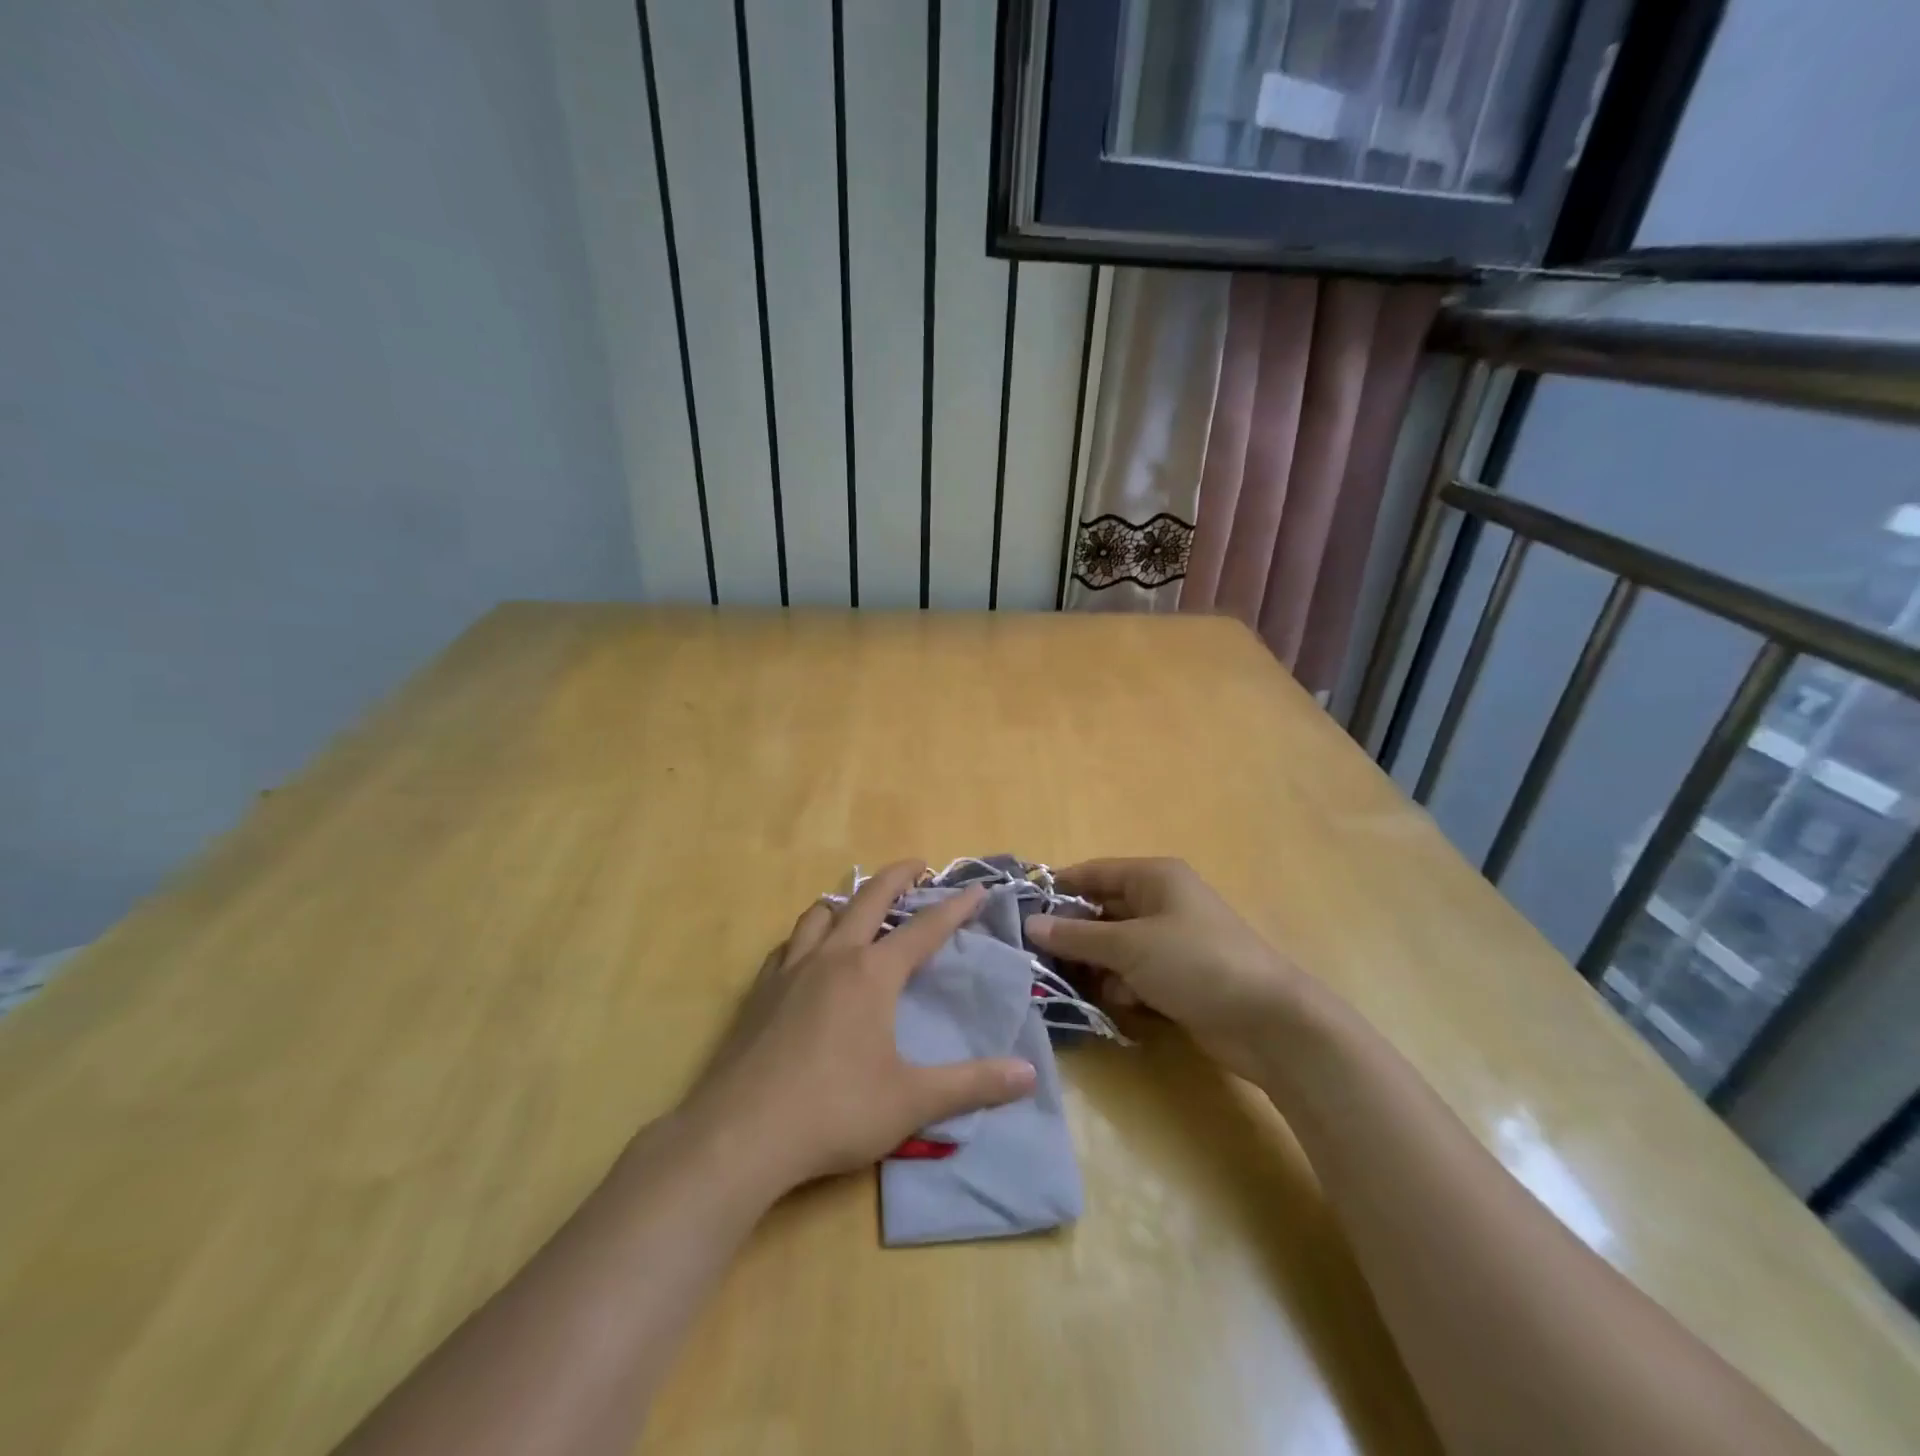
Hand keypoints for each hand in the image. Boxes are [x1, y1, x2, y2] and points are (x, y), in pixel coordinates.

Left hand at [680, 861, 1037, 1197]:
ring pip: (821, 913)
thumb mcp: (911, 1102)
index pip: (925, 929)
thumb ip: (972, 1085)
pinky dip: (808, 936)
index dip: (956, 907)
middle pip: (869, 898)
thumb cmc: (834, 1111)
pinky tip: (808, 955)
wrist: (740, 1134)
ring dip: (847, 901)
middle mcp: (832, 957)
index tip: (977, 889)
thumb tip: (1029, 1075)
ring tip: (860, 906)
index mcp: (872, 974)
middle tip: (918, 866)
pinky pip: (789, 945)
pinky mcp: (759, 991)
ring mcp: (790, 970)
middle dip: (898, 877)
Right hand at [1028, 858, 1303, 1081]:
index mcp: (1154, 877)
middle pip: (1102, 911)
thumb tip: (1030, 925)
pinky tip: (1122, 1004)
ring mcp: (1171, 941)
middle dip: (1074, 936)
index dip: (1059, 890)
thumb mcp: (1129, 946)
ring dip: (1097, 967)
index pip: (1093, 873)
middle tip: (1038, 960)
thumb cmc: (1195, 963)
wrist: (1268, 1022)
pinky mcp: (1178, 976)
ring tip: (1078, 987)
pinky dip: (1123, 987)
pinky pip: (1134, 973)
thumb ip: (1077, 936)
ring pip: (1115, 947)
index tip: (1021, 913)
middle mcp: (1161, 902)